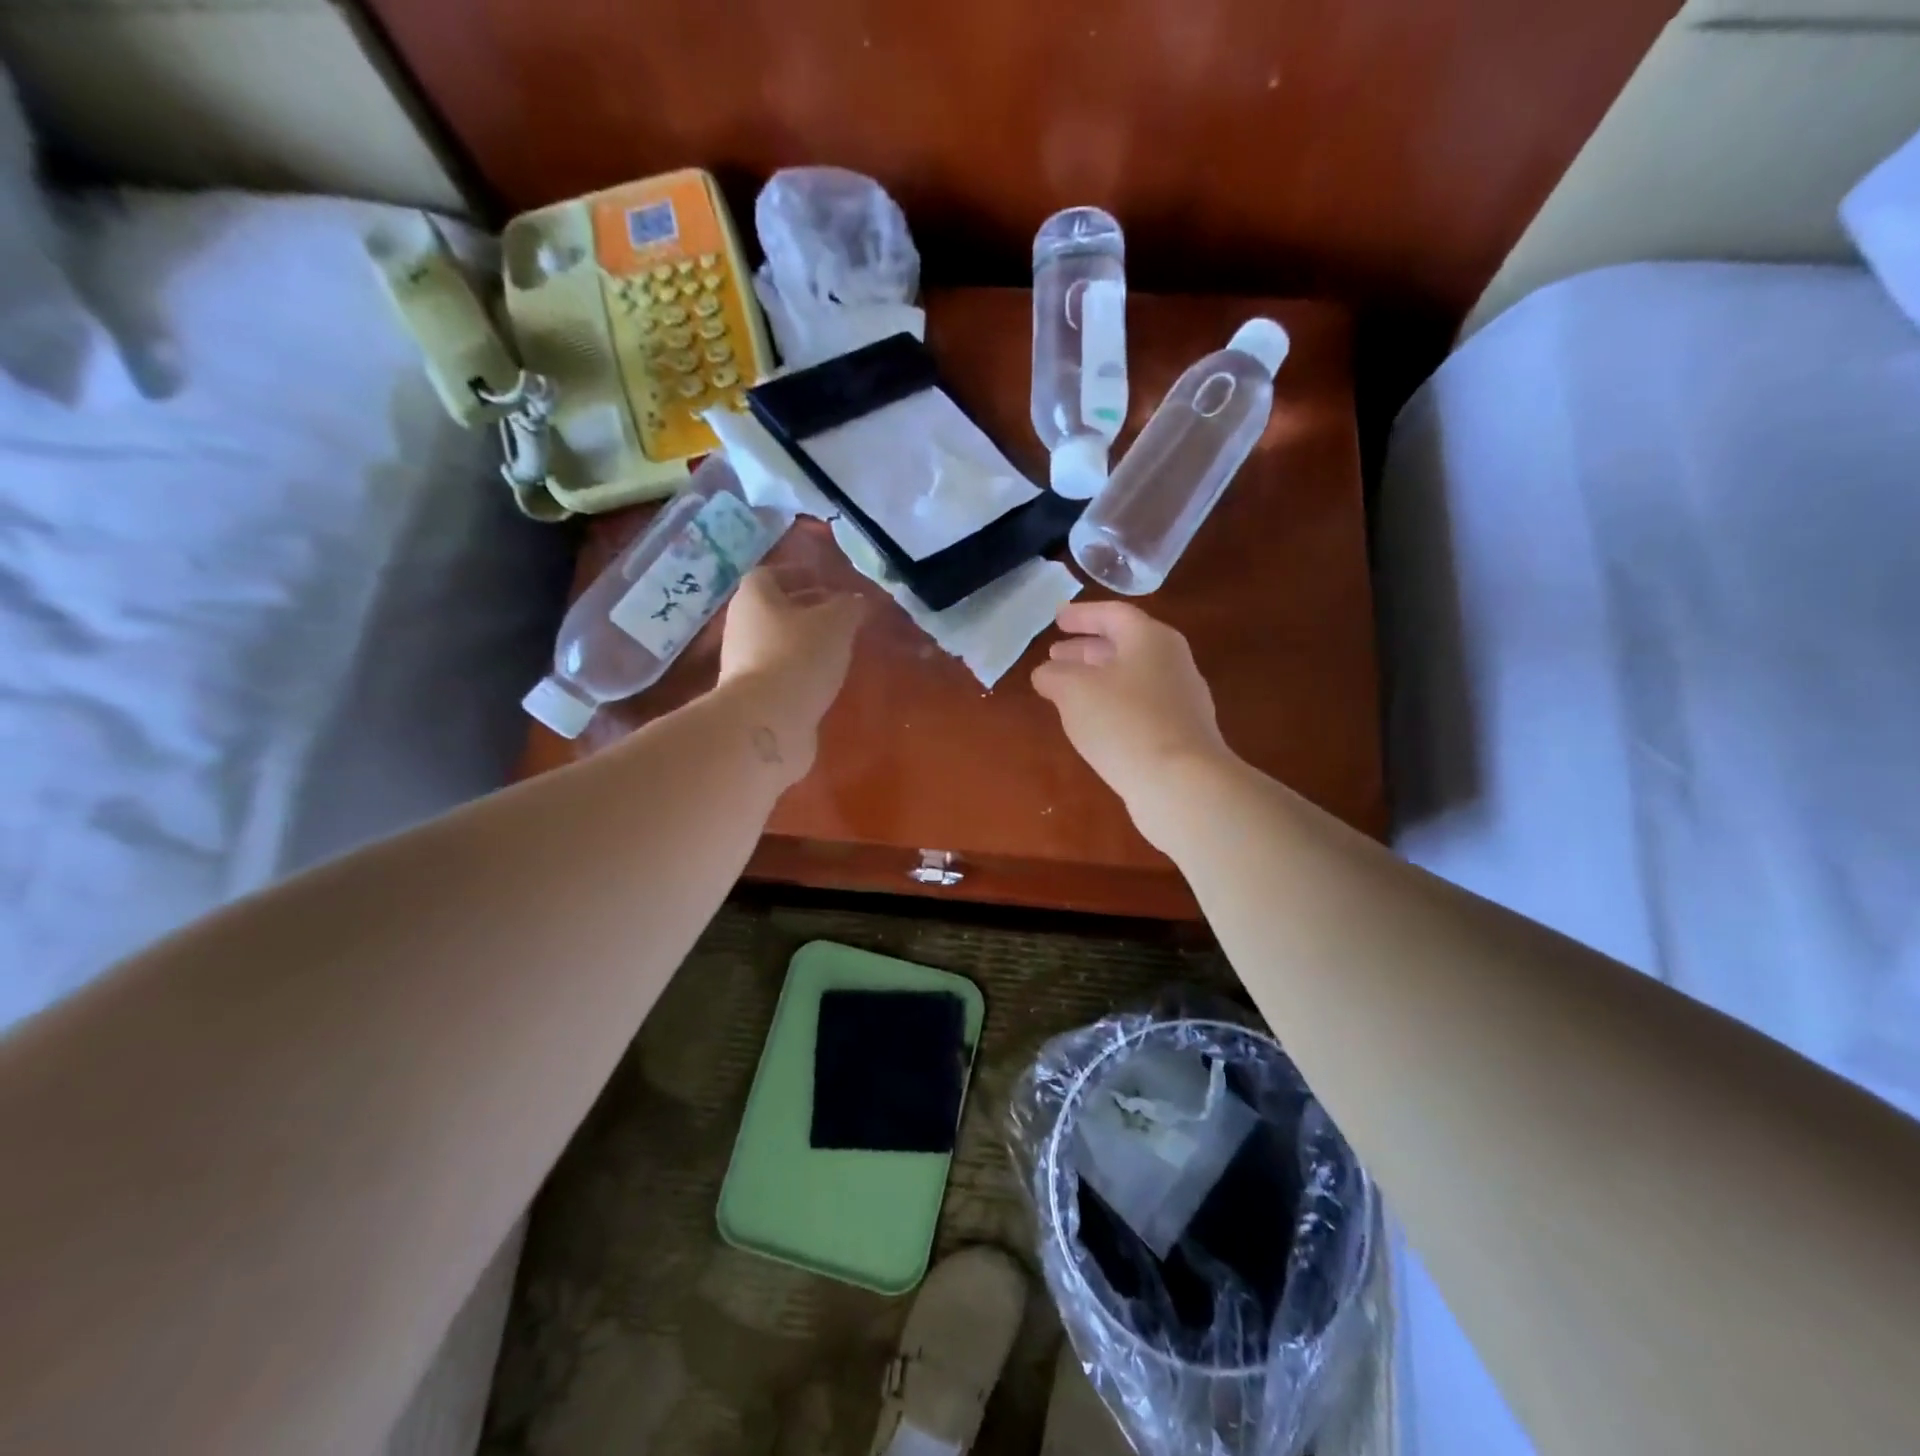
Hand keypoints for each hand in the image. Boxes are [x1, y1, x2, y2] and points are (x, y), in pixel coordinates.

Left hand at [717, 566, 865, 778]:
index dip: (801, 574)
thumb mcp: (836, 623)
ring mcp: (744, 664)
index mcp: (754, 598)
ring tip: (840, 650)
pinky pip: (781, 674)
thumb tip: (857, 601)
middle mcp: (742, 626)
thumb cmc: (799, 657)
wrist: (767, 722)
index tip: (830, 584)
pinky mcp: (755, 696)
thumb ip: (850, 607)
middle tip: (842, 617)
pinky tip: (826, 681)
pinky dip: (802, 672)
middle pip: (775, 610)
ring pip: (779, 643)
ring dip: (806, 644)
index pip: (772, 574)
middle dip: (808, 610)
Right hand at [1032, 601, 1232, 842]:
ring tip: (1066, 690)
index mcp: (1151, 639)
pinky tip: (1093, 724)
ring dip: (1097, 679)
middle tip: (1055, 655)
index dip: (1081, 615)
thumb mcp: (1074, 691)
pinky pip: (1140, 707)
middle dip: (1086, 649)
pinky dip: (1112, 705)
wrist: (1181, 783)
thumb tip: (1046, 673)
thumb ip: (1054, 675)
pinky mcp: (1180, 733)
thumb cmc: (1124, 723)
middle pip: (1125, 645)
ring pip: (1131, 678)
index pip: (1113, 614)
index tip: (1057, 619)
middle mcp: (1172, 662)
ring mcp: (1181, 699)